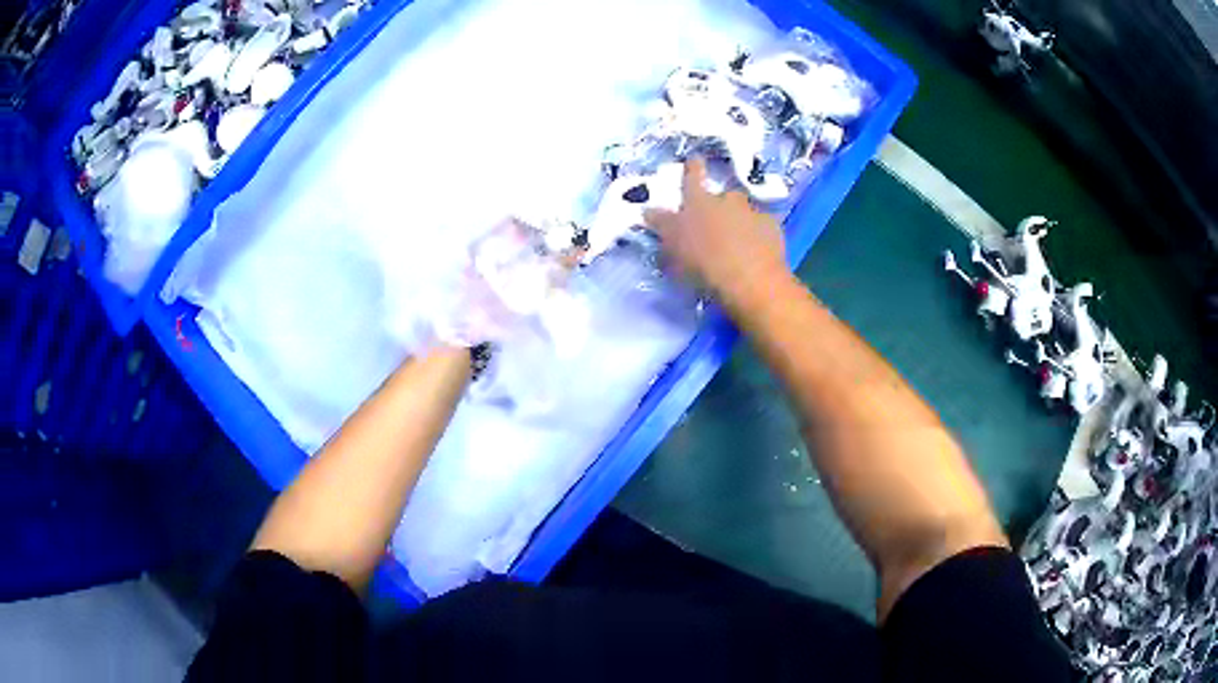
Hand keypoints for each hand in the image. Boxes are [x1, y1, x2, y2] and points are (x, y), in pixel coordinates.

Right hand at [643, 158, 788, 311]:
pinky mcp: (773, 228)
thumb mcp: (672, 248)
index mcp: (698, 201)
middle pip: (722, 197)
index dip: (692, 168)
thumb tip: (649, 210)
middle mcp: (727, 199)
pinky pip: (762, 228)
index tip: (695, 159)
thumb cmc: (704, 264)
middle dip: (719, 207)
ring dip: (739, 222)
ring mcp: (753, 211)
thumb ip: (662, 226)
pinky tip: (756, 253)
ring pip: (744, 212)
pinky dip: (758, 235)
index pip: (692, 176)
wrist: (751, 281)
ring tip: (737, 244)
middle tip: (715, 228)